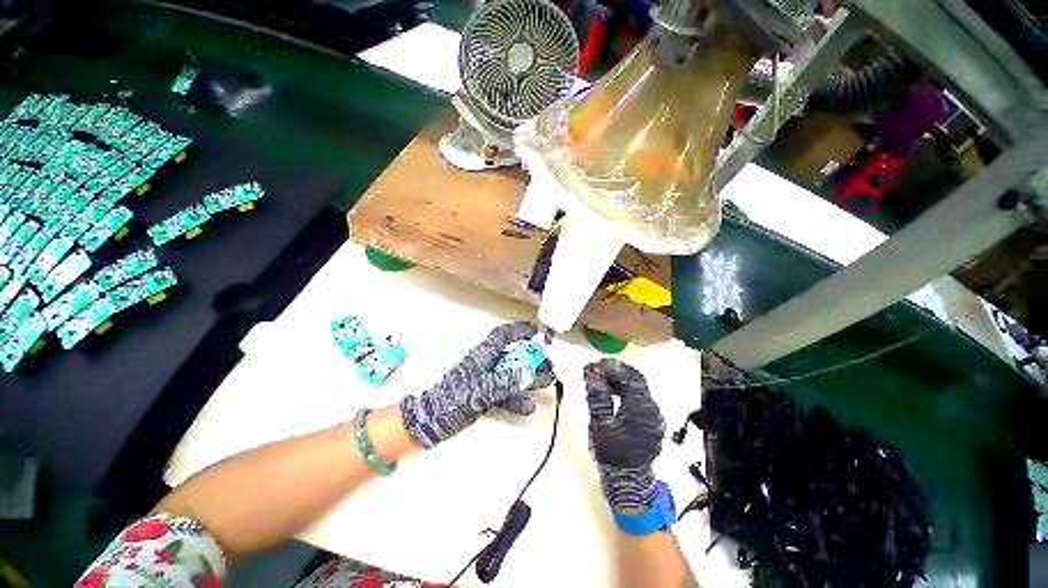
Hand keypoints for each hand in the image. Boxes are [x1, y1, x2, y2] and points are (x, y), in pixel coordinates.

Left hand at [400, 322, 553, 447]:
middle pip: (511, 355)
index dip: (518, 330)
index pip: (502, 336)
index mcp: (482, 356)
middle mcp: (484, 365)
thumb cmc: (451, 401)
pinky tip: (528, 407)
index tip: (535, 331)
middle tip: (547, 363)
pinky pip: (504, 393)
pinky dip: (516, 398)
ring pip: (510, 374)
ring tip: (546, 381)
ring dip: (527, 378)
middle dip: (530, 358)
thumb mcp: (479, 391)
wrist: (428, 423)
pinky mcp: (482, 396)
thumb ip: (504, 382)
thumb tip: (529, 372)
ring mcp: (483, 381)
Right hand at [585, 359, 665, 511]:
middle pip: (636, 379)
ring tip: (601, 377)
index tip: (593, 365)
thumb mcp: (599, 424)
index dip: (611, 367)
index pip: (628, 377)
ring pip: (638, 386)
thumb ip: (597, 395)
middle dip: (616, 370)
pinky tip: (612, 390)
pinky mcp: (651, 418)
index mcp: (641, 408)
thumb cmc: (611, 453)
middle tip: (596, 368)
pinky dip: (625, 388)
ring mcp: (654, 414)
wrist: (628, 480)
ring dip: (620, 378)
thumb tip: (591, 371)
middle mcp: (652, 408)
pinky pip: (639, 395)